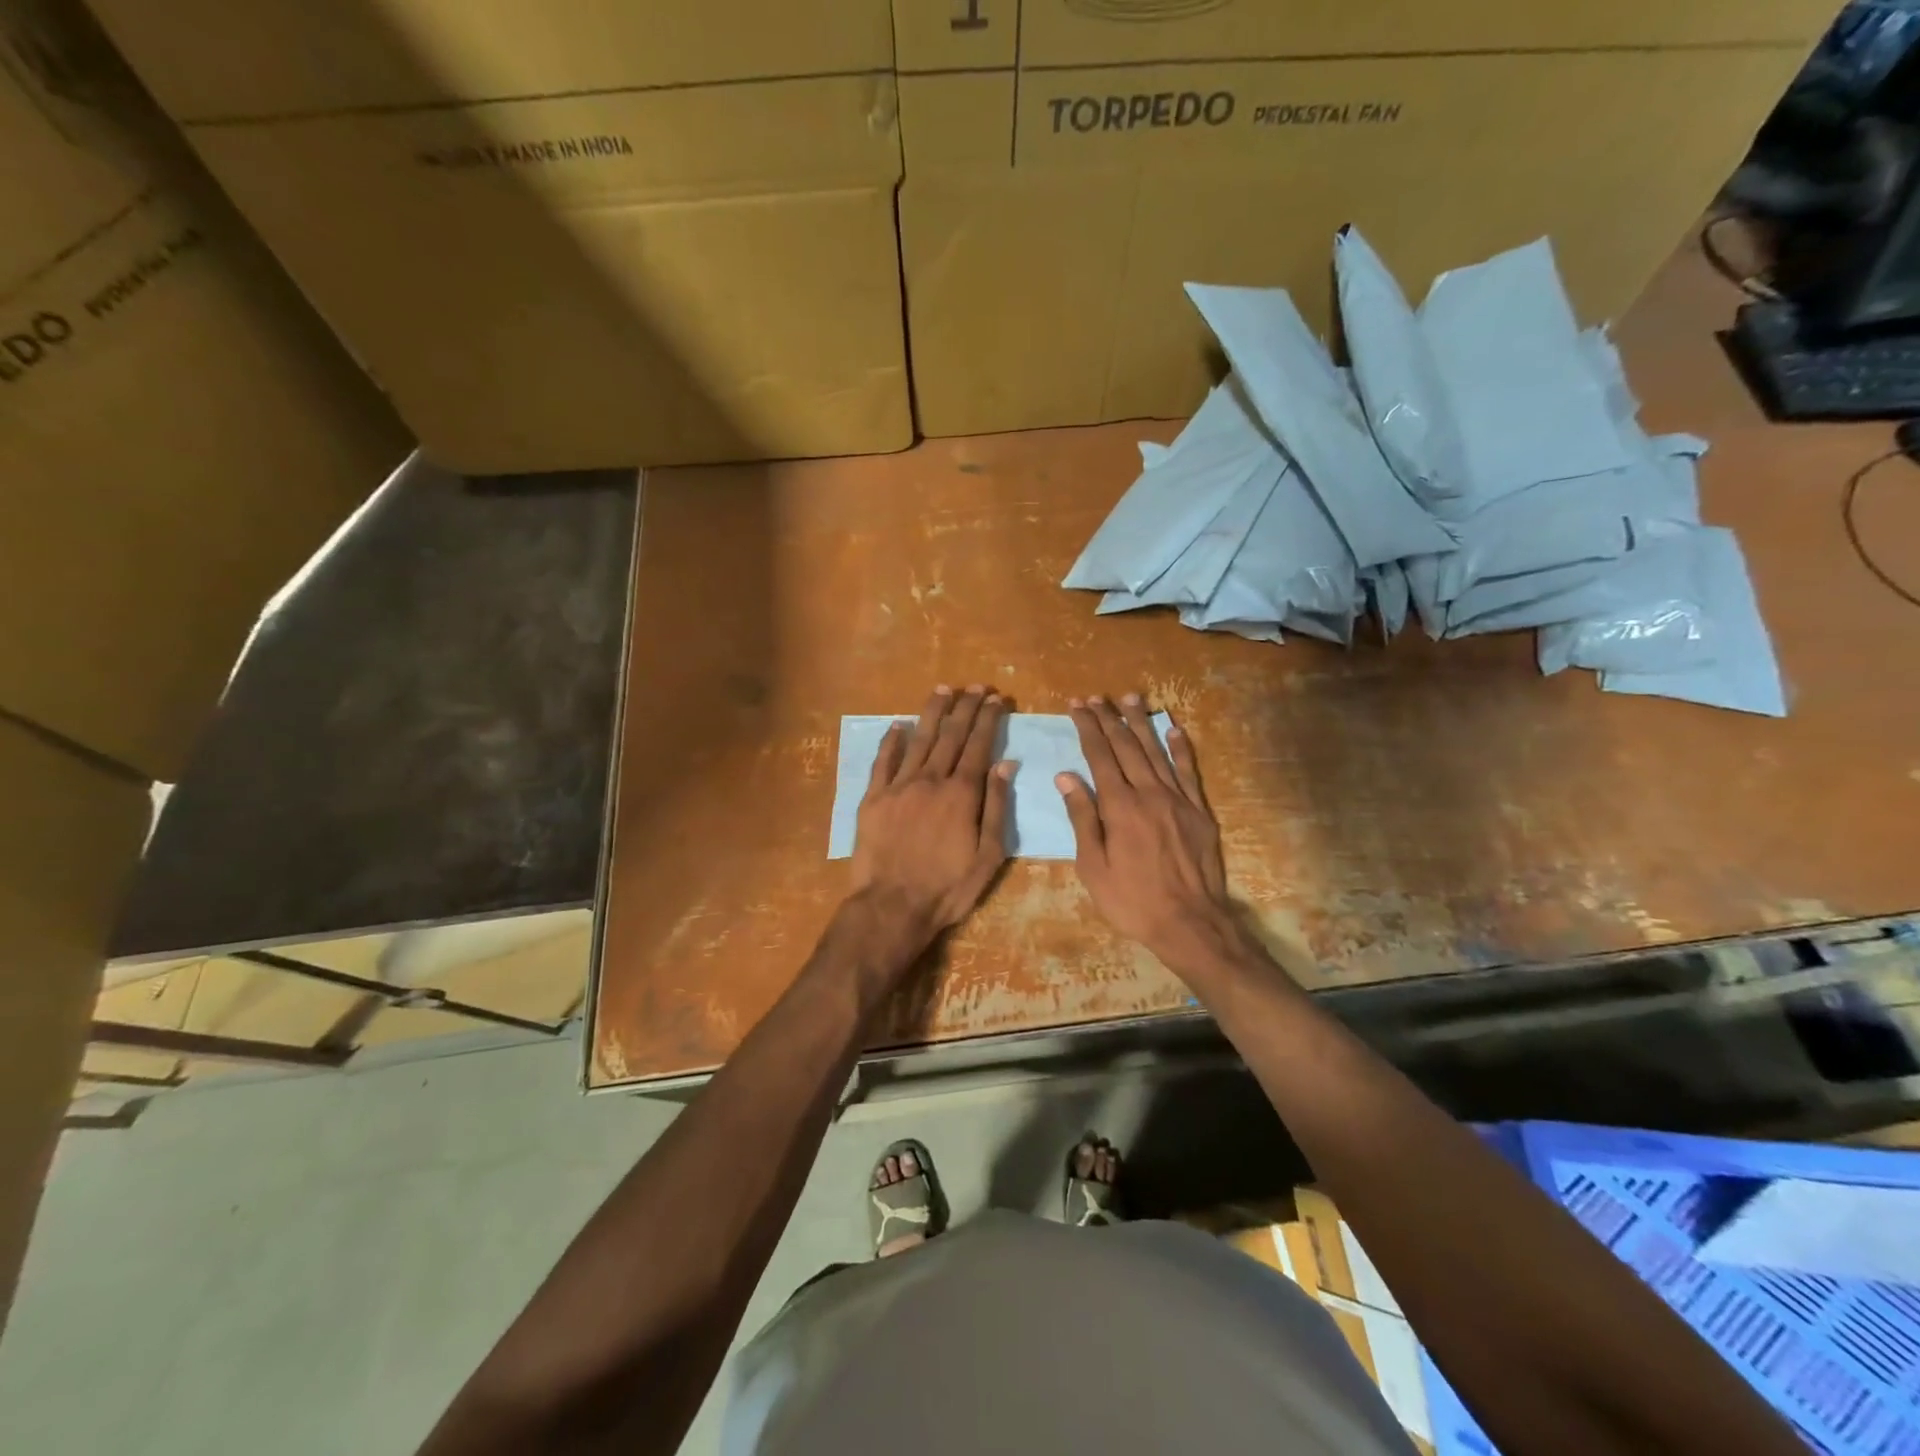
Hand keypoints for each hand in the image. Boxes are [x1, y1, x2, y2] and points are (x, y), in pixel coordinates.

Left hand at [850, 685, 1013, 945]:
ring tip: (943, 689)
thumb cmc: (947, 888)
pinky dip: (891, 740)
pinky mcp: (873, 798)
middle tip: (975, 686)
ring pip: (918, 739)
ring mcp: (898, 786)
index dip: (988, 719)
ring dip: (932, 712)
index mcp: (962, 793)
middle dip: (965, 707)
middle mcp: (930, 780)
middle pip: (950, 734)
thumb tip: (1005, 763)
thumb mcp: (988, 855)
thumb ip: (996, 806)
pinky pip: (883, 761)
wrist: (891, 906)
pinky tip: (898, 725)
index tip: (996, 698)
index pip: (978, 745)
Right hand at [1056, 694, 1238, 973]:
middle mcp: (1149, 793)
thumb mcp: (1093, 867)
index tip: (1077, 706)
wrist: (1190, 923)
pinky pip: (1188, 771)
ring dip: (1141, 723)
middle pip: (1127, 747)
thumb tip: (1066, 776)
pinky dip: (1180, 748)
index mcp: (1119, 807)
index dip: (1088, 728)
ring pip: (1156, 751)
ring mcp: (1178, 800)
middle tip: (1096, 697)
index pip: (1100, 756)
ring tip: (1130, 698)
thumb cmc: (1131, 901)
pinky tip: (1173, 729)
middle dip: (1109, 719)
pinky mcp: (1199, 811)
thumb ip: (1081, 818)